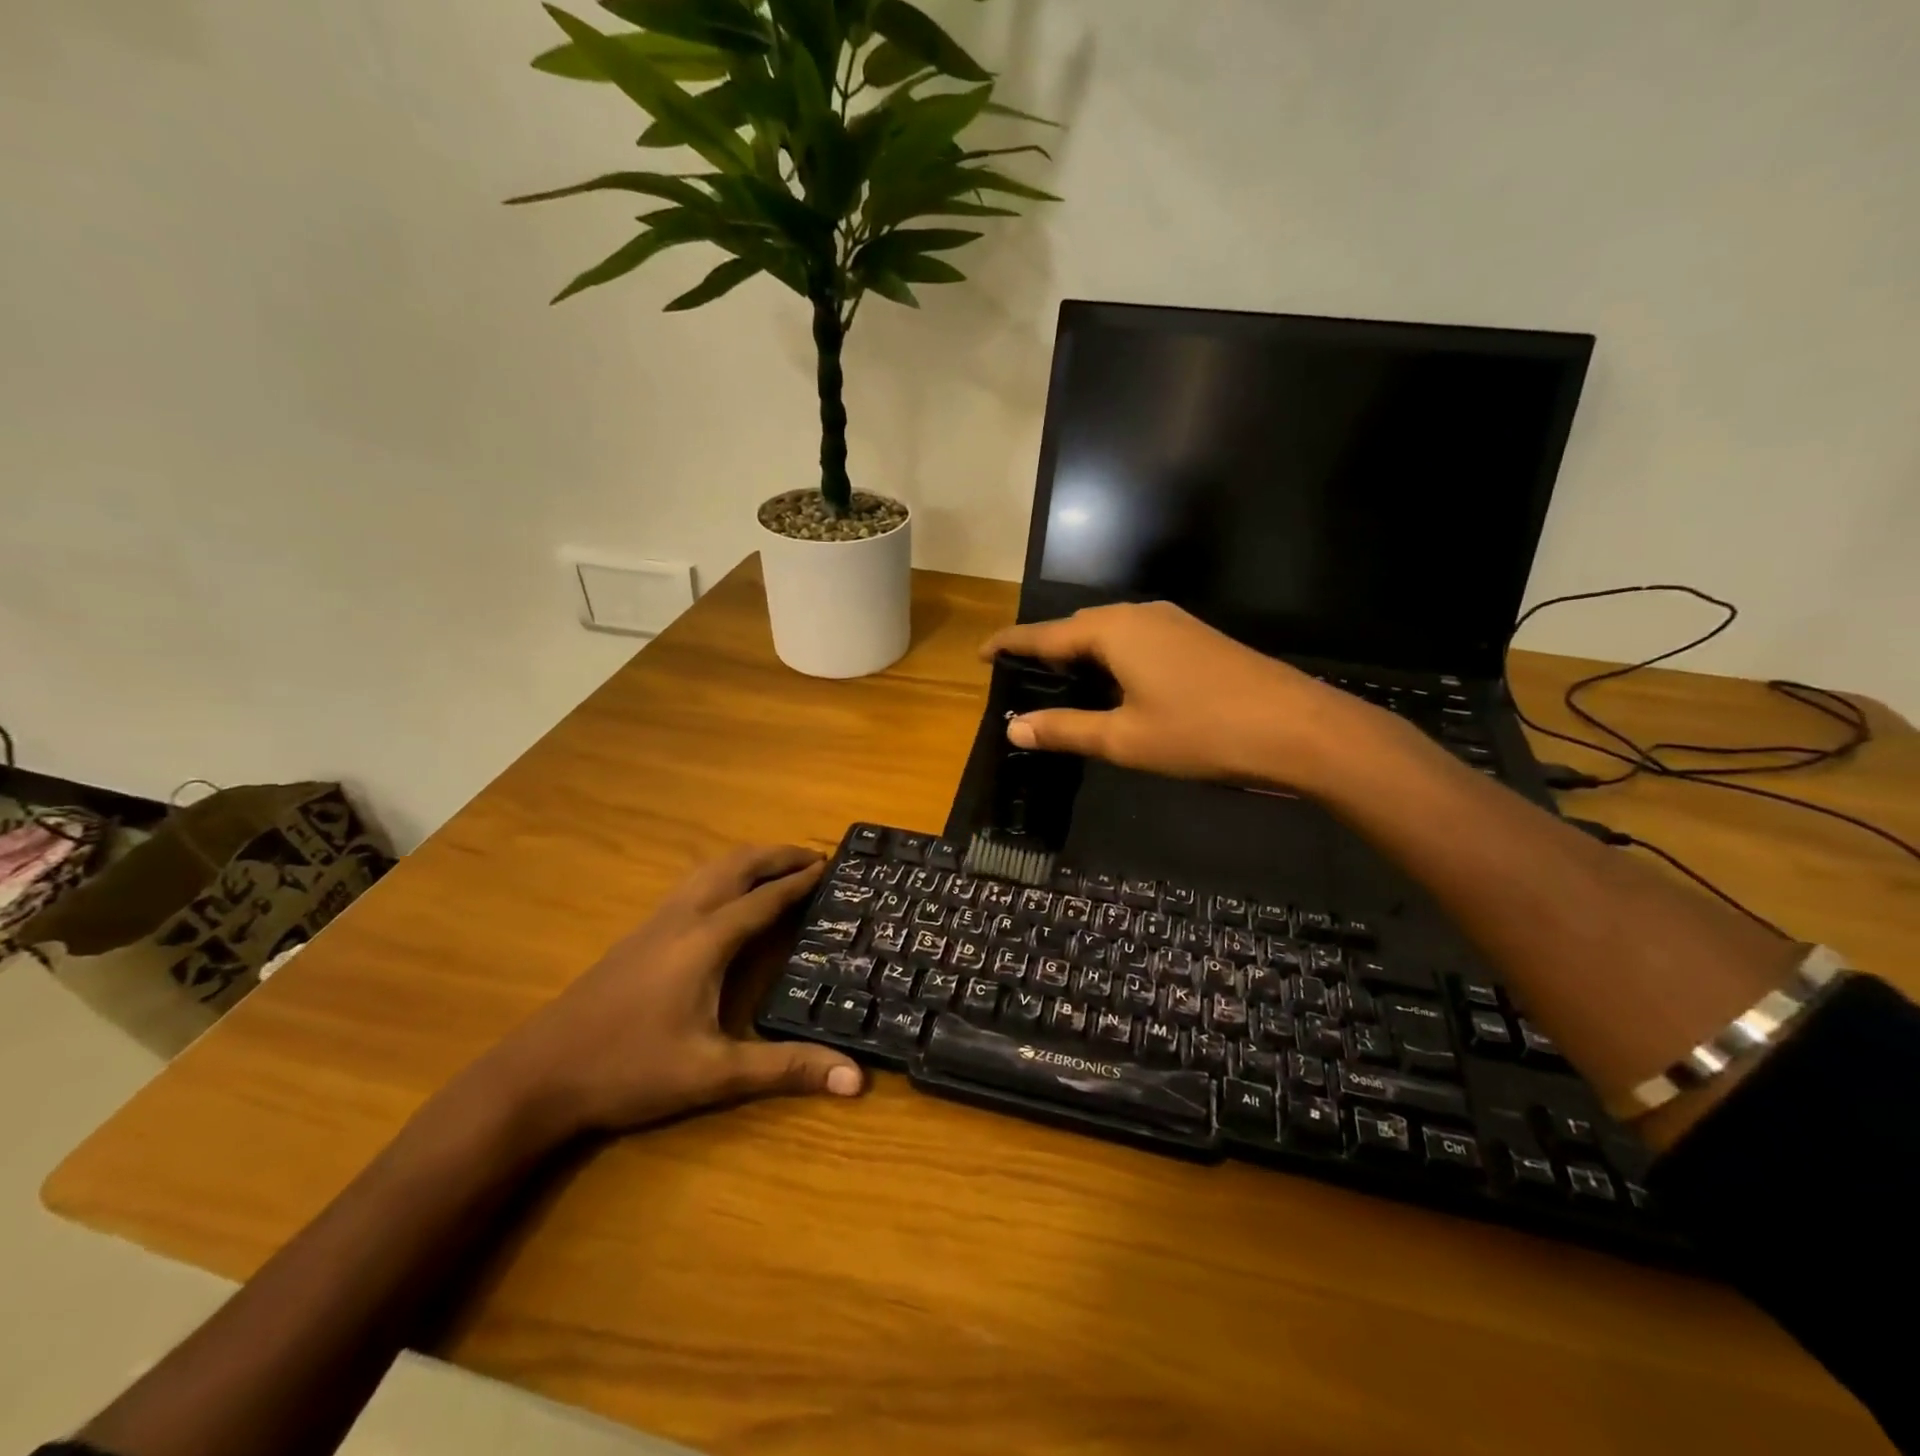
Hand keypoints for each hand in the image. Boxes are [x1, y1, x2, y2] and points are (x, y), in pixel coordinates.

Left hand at [478, 845, 861, 1139]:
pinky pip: (692, 884)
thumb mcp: (714, 1074)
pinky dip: (723, 874)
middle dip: (777, 855)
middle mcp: (683, 918)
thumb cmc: (630, 1070)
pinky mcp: (637, 935)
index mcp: (706, 940)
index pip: (765, 899)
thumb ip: (786, 1069)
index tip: (832, 865)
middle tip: (814, 855)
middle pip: (736, 866)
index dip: (800, 881)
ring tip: (779, 865)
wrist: (538, 1075)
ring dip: (749, 860)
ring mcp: (655, 922)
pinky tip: (724, 896)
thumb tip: (856, 1080)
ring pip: (709, 870)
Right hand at [982, 602, 1373, 788]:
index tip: (981, 654)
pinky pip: (1137, 641)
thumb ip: (1066, 731)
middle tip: (1021, 677)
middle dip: (1046, 649)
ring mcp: (1174, 623)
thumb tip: (1015, 729)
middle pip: (1078, 628)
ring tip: (1061, 684)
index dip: (1011, 645)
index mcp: (1114, 631)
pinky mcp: (1197, 639)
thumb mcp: (1124, 739)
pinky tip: (1115, 686)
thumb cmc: (1201, 732)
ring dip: (1082, 655)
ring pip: (1111, 633)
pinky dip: (1112, 659)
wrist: (1297, 728)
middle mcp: (1140, 615)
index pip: (1046, 635)